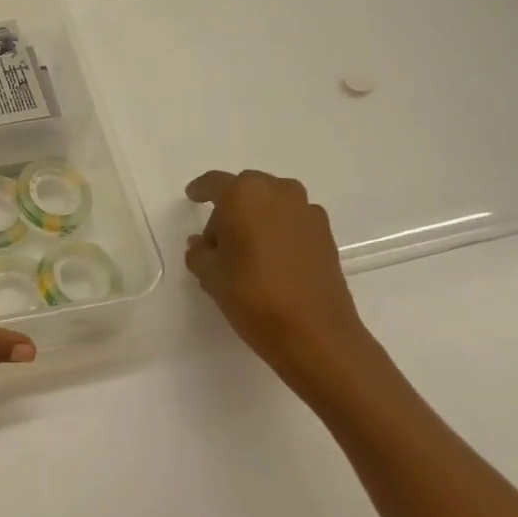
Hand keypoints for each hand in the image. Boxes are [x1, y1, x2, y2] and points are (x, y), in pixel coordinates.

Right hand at [184, 170, 400, 408]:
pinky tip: (272, 259)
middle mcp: (278, 192)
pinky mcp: (326, 234)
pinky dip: (279, 231)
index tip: (192, 196)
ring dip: (257, 218)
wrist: (315, 333)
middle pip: (246, 190)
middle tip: (218, 239)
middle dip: (230, 208)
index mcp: (244, 195)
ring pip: (272, 203)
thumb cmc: (253, 296)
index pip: (215, 183)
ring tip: (247, 250)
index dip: (200, 190)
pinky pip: (292, 221)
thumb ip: (200, 252)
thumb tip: (202, 244)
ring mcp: (307, 212)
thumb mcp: (210, 275)